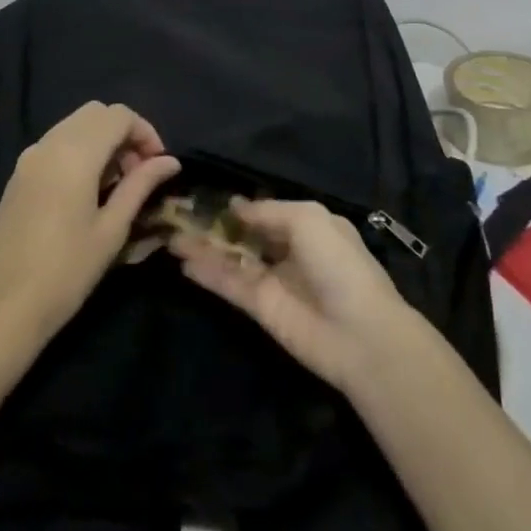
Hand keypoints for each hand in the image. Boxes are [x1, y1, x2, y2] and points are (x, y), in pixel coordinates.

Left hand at [0, 102, 179, 350]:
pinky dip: (80, 151)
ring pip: (74, 126)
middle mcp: (49, 145)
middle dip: (124, 133)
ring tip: (117, 185)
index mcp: (74, 154)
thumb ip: (141, 186)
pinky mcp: (17, 177)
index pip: (119, 116)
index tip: (158, 166)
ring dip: (102, 141)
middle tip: (139, 172)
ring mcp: (28, 159)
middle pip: (96, 113)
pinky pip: (56, 144)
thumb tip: (170, 162)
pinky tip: (88, 192)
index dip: (146, 132)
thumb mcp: (112, 230)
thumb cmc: (64, 273)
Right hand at [173, 198, 425, 392]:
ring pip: (233, 260)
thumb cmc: (339, 264)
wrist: (358, 332)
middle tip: (181, 216)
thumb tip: (236, 206)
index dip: (241, 206)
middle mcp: (290, 251)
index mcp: (309, 227)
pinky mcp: (260, 309)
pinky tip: (183, 262)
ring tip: (172, 237)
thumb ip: (269, 211)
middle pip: (247, 236)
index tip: (208, 197)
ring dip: (205, 249)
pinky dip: (208, 274)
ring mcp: (274, 281)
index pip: (268, 212)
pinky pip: (230, 285)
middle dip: (217, 227)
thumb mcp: (308, 220)